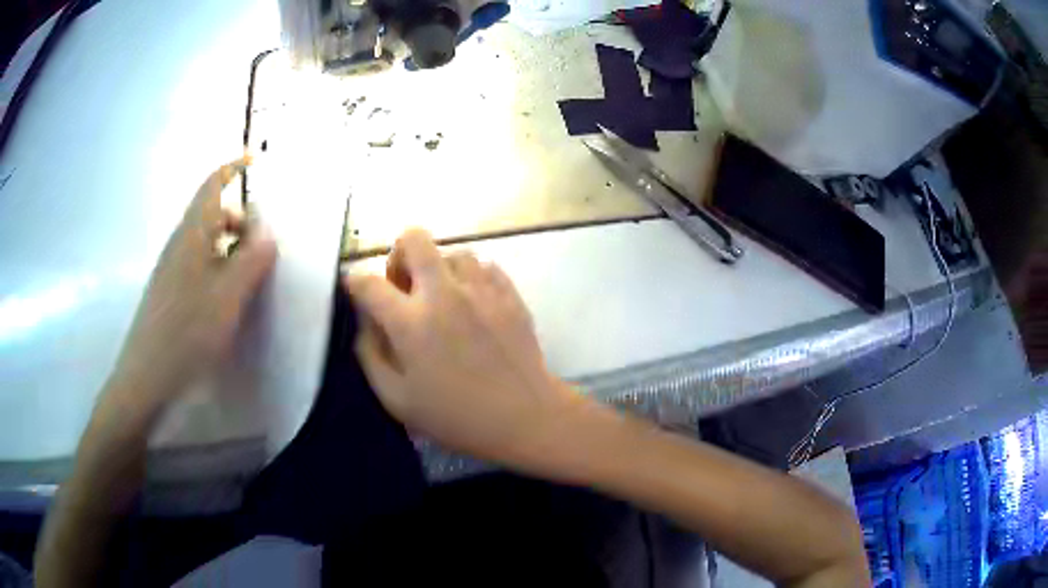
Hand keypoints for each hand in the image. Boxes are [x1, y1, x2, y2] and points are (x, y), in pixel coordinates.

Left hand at [107, 158, 276, 414]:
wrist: (146, 377)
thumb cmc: (187, 332)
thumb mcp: (228, 296)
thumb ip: (252, 260)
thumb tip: (268, 232)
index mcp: (192, 234)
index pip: (212, 186)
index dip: (232, 167)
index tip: (254, 160)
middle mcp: (180, 244)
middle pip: (211, 214)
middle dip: (240, 219)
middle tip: (264, 246)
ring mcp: (171, 269)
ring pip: (205, 241)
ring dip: (230, 246)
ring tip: (250, 277)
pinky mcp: (169, 292)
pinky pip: (198, 265)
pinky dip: (218, 267)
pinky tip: (227, 299)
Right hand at [347, 229, 583, 467]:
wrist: (525, 417)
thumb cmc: (456, 417)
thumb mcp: (397, 400)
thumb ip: (371, 355)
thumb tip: (366, 322)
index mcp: (410, 322)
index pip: (368, 282)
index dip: (354, 282)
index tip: (356, 289)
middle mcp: (444, 293)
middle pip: (414, 238)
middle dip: (399, 255)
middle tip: (404, 287)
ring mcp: (481, 289)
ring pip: (452, 250)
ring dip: (438, 268)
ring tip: (442, 299)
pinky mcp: (509, 293)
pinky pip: (484, 266)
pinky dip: (470, 278)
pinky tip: (472, 304)